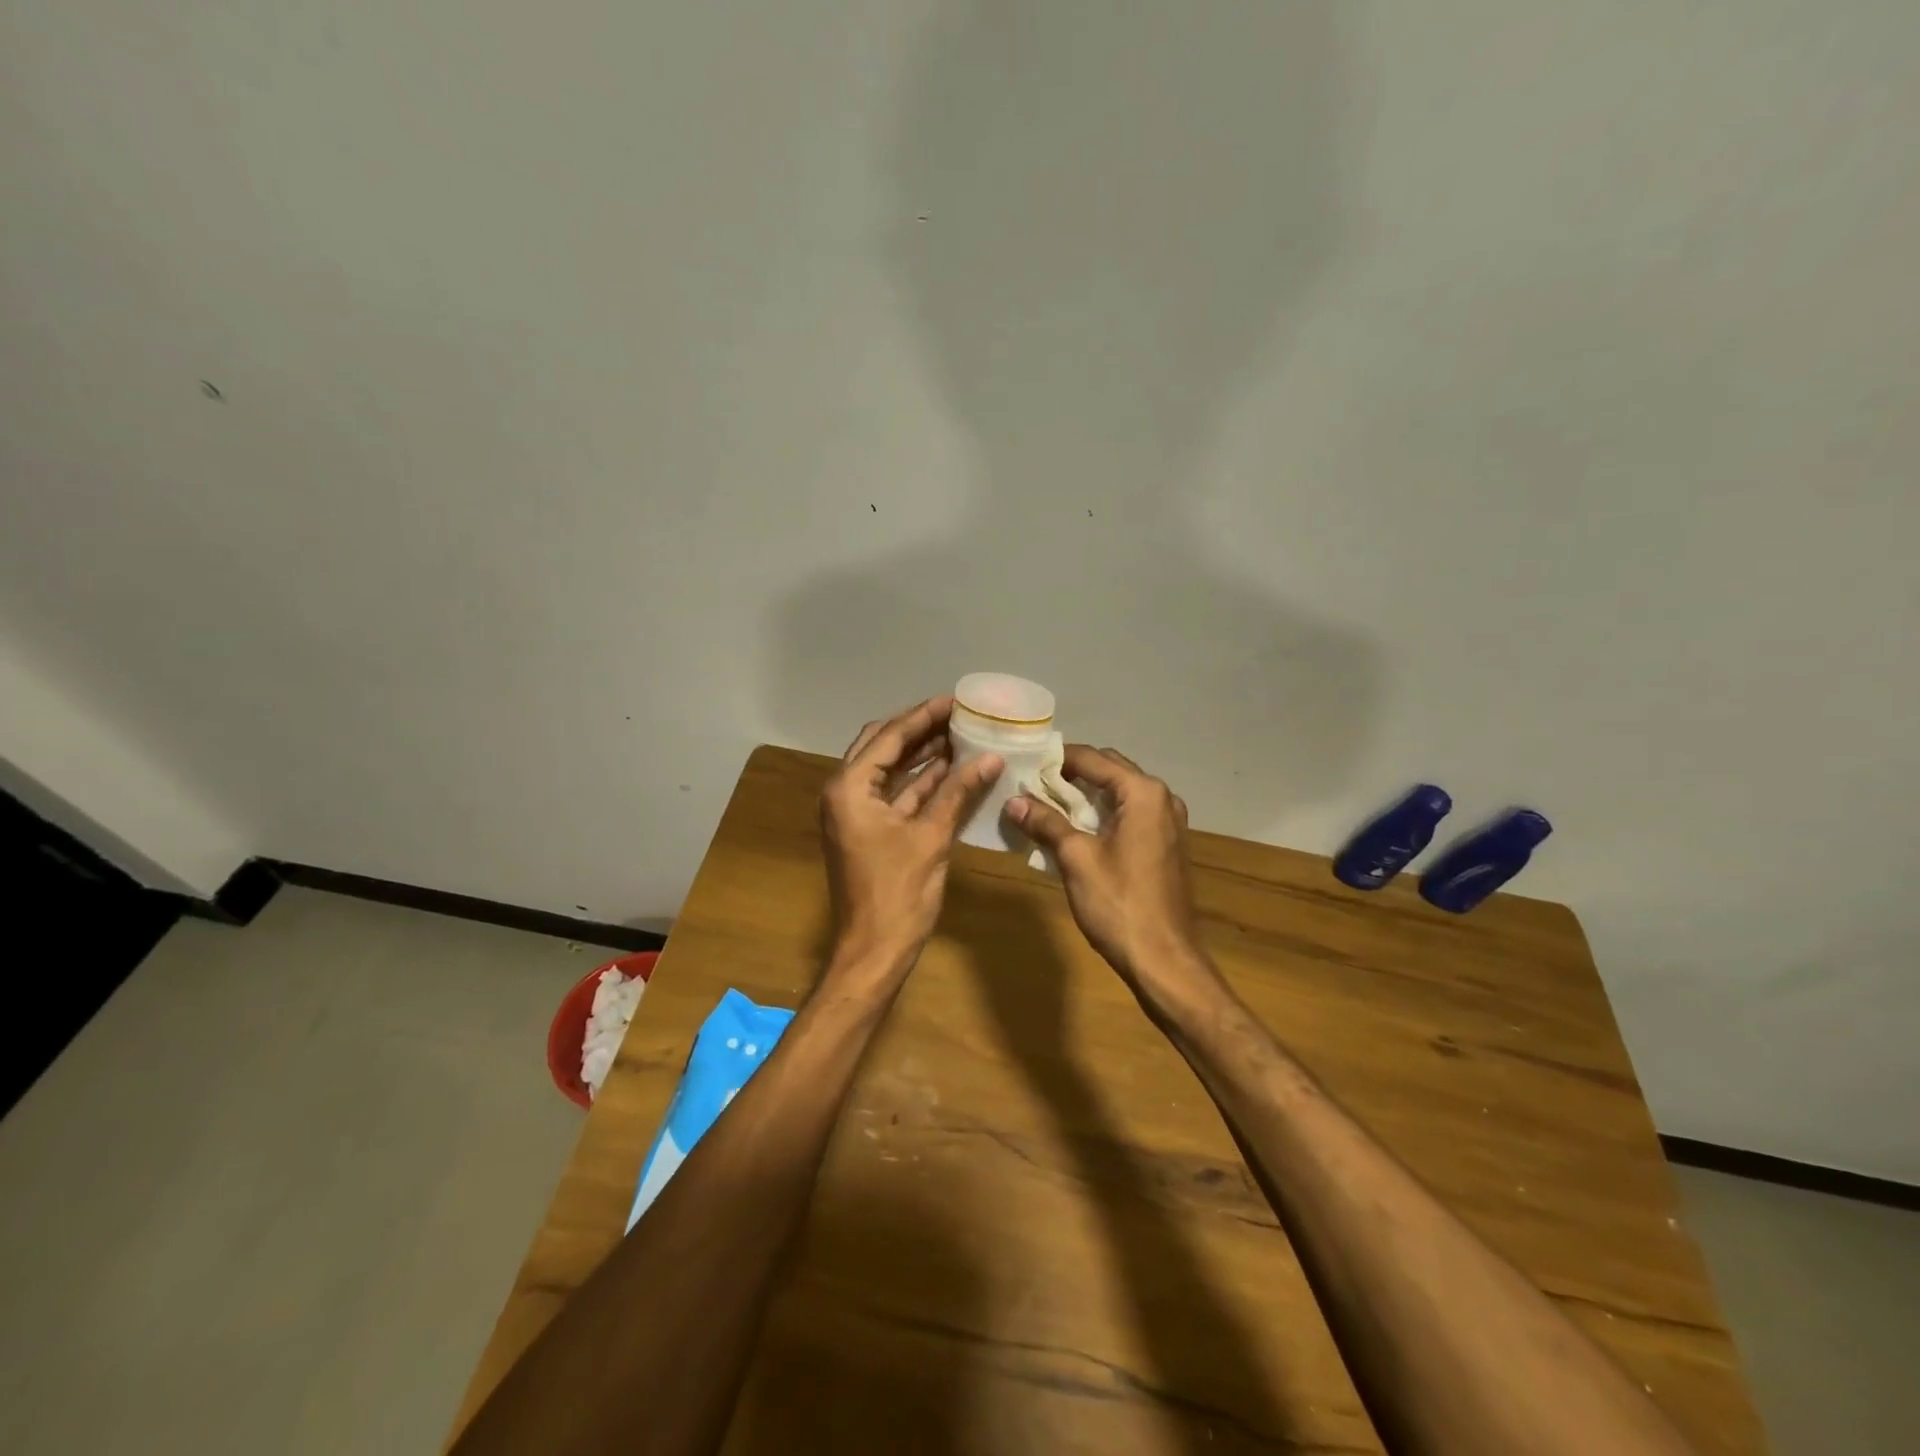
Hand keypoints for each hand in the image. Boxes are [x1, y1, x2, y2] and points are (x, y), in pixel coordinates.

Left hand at [820, 696, 1003, 977]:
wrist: (873, 952)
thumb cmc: (898, 894)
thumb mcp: (931, 837)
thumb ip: (958, 792)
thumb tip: (990, 757)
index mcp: (849, 788)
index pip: (889, 737)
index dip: (923, 716)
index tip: (955, 699)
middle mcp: (845, 793)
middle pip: (882, 746)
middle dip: (919, 729)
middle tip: (957, 714)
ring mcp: (855, 813)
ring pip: (889, 771)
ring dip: (922, 755)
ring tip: (961, 735)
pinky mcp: (869, 831)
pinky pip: (896, 796)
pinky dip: (922, 784)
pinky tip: (953, 772)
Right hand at [1007, 746, 1208, 995]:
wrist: (1164, 959)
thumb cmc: (1119, 904)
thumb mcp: (1075, 858)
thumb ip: (1046, 822)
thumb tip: (1013, 801)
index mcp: (1143, 793)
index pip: (1092, 759)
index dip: (1056, 759)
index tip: (1024, 763)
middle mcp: (1162, 798)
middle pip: (1109, 770)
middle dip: (1071, 775)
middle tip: (1032, 784)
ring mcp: (1169, 822)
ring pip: (1120, 794)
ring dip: (1086, 796)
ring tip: (1047, 805)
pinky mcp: (1167, 844)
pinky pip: (1130, 815)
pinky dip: (1103, 815)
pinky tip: (1076, 831)